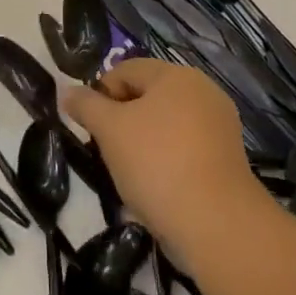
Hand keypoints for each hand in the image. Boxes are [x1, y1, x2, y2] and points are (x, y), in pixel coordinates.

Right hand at [62, 58, 269, 273]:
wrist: (217, 225)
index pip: (126, 70)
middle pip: (148, 96)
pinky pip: (186, 151)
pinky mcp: (228, 160)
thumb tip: (68, 92)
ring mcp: (220, 127)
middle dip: (123, 121)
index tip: (91, 127)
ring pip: (166, 126)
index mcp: (176, 75)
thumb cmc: (157, 163)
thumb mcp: (109, 130)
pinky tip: (157, 189)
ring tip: (131, 174)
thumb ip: (85, 105)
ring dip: (143, 144)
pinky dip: (167, 163)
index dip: (101, 94)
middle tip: (108, 151)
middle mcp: (203, 92)